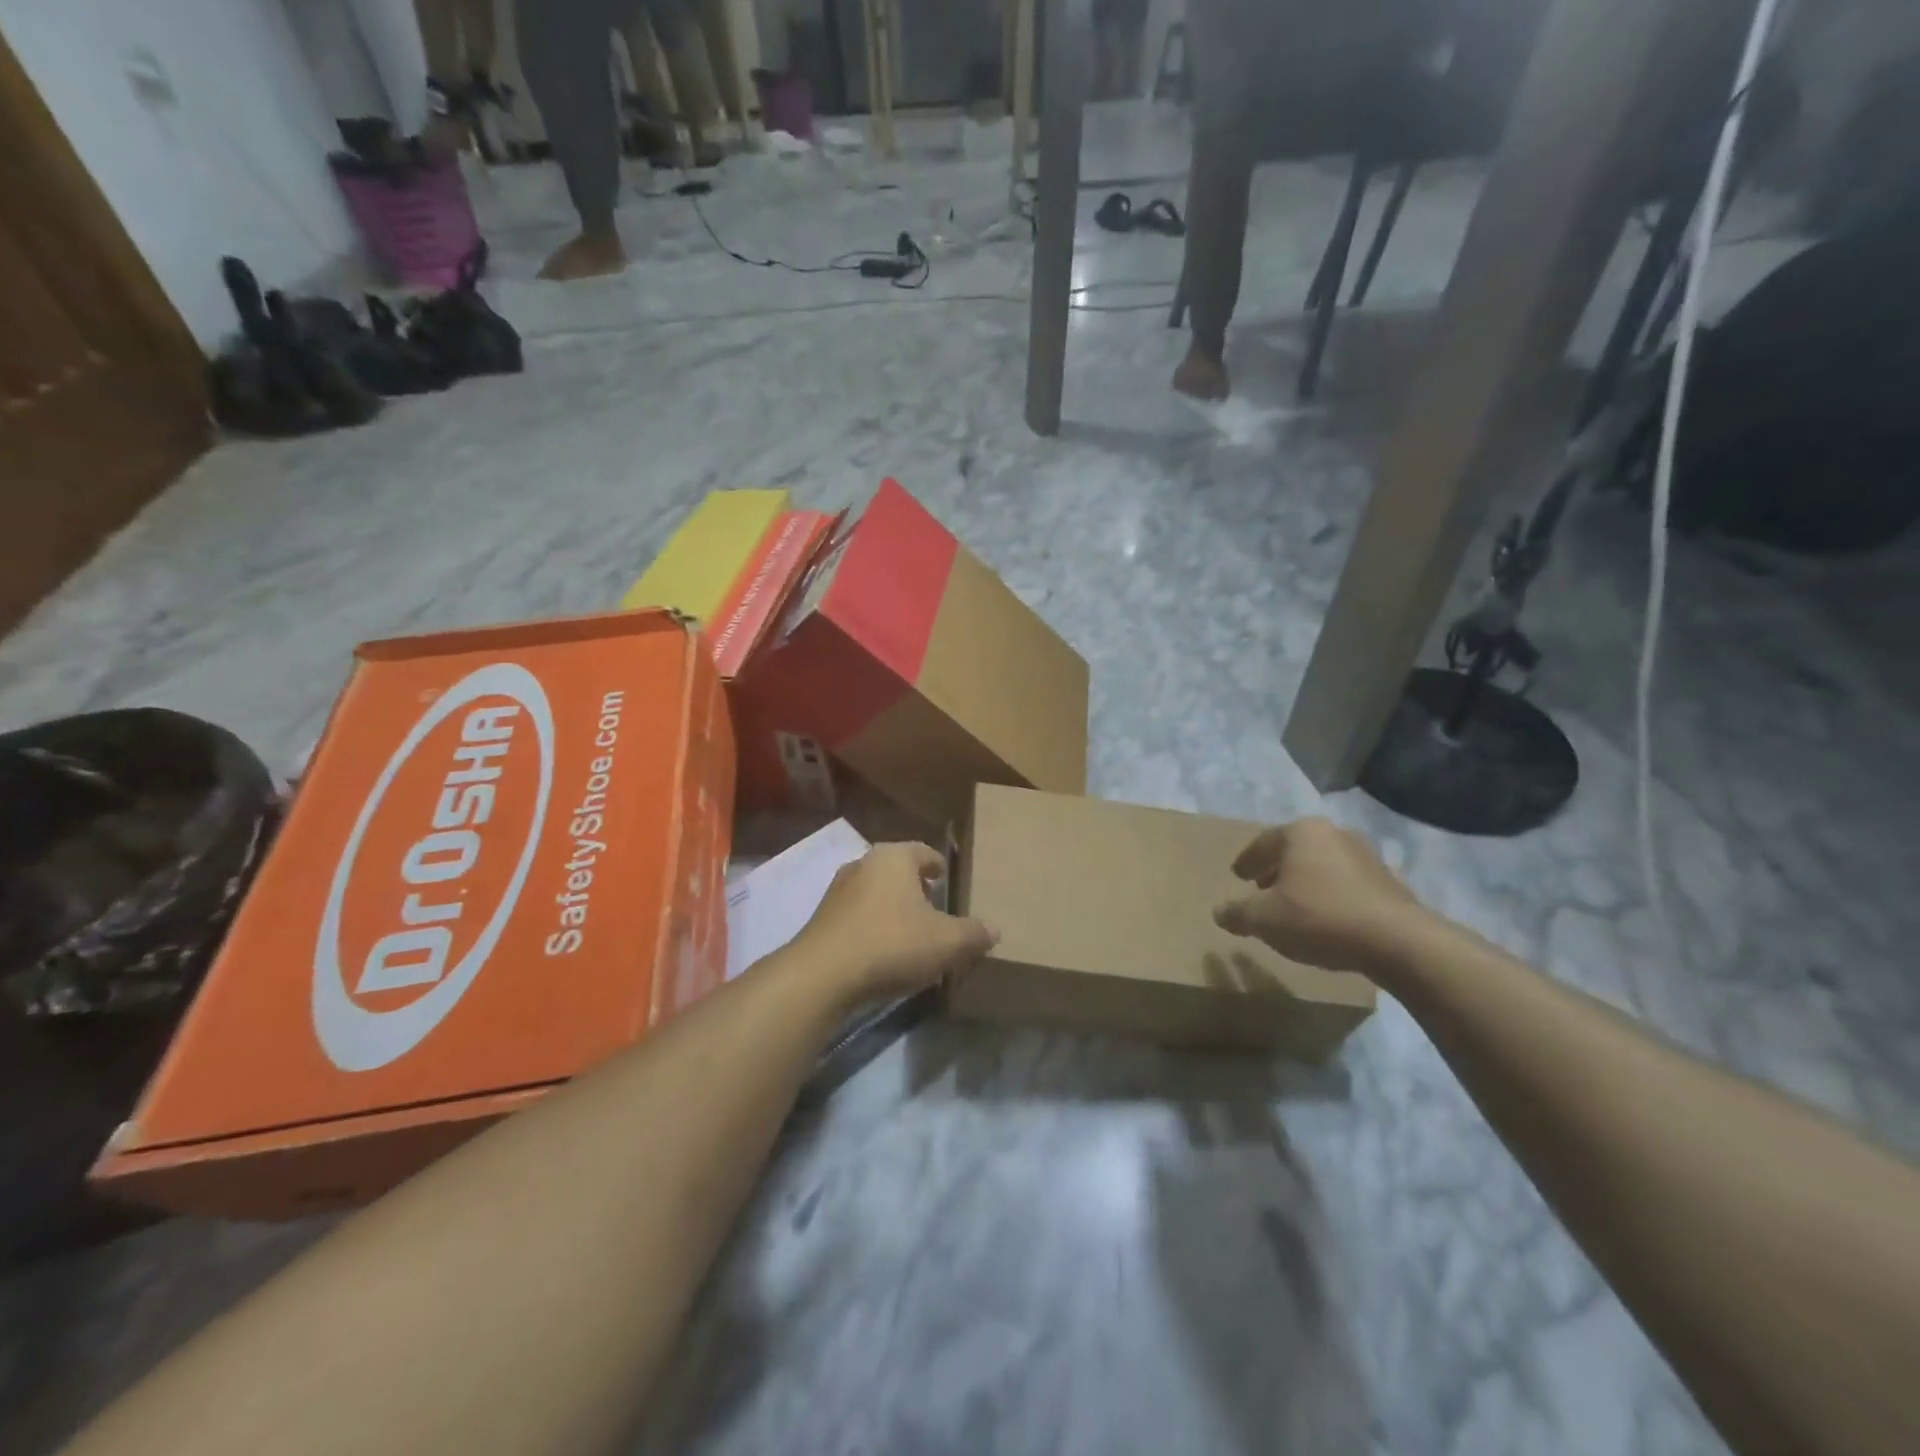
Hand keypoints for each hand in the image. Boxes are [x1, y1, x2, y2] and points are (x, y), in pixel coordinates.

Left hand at [791, 842, 996, 1003]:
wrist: (823, 974)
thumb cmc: (892, 943)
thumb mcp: (947, 942)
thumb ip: (973, 934)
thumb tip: (994, 930)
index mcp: (894, 857)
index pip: (924, 852)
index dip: (938, 866)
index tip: (947, 880)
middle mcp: (863, 863)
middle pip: (897, 871)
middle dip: (916, 888)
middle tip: (934, 908)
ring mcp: (838, 890)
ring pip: (875, 892)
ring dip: (893, 908)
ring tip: (911, 932)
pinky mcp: (822, 918)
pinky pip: (858, 915)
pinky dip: (873, 925)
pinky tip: (883, 950)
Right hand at [1213, 819, 1433, 976]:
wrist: (1397, 941)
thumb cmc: (1319, 918)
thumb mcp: (1264, 919)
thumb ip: (1237, 913)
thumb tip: (1219, 912)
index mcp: (1301, 833)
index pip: (1263, 842)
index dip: (1247, 861)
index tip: (1237, 876)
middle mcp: (1334, 834)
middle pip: (1295, 850)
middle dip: (1276, 868)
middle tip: (1261, 887)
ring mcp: (1366, 855)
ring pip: (1322, 865)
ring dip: (1304, 881)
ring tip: (1293, 905)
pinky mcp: (1388, 881)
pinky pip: (1346, 883)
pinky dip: (1330, 894)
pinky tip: (1326, 918)